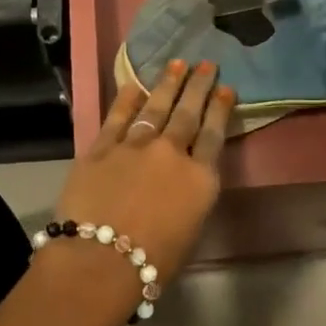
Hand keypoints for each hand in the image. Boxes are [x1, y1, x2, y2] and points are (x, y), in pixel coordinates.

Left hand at [44, 61, 235, 313]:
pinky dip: (127, 99)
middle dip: (199, 86)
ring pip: (156, 107)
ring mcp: (134, 146)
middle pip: (188, 113)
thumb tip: (184, 181)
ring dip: (168, 84)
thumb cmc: (153, 263)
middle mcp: (171, 153)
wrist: (99, 261)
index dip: (220, 108)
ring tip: (177, 63)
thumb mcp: (191, 231)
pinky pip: (117, 117)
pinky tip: (134, 84)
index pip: (214, 134)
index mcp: (200, 178)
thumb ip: (192, 197)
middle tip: (207, 63)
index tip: (226, 87)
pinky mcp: (101, 148)